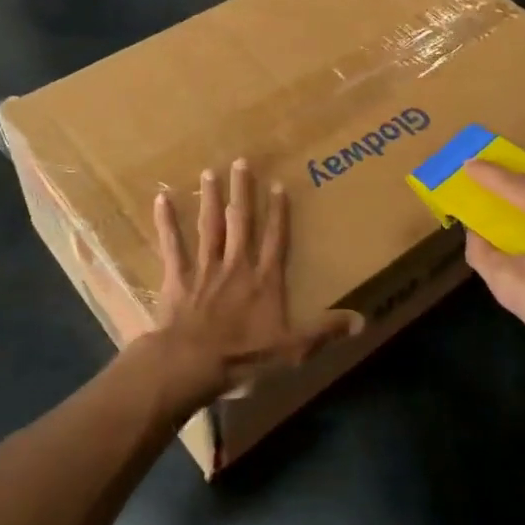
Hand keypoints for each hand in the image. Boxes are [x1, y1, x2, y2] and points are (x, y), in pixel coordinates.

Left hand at [126, 160, 361, 410]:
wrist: (192, 363)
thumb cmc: (244, 356)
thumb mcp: (292, 349)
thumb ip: (325, 331)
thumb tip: (362, 320)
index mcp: (264, 280)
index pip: (274, 239)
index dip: (278, 213)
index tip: (277, 185)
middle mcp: (236, 266)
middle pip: (240, 222)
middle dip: (242, 192)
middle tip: (240, 162)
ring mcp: (205, 269)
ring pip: (209, 226)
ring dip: (210, 199)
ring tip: (209, 172)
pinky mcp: (177, 278)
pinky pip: (172, 245)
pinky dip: (166, 222)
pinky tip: (161, 199)